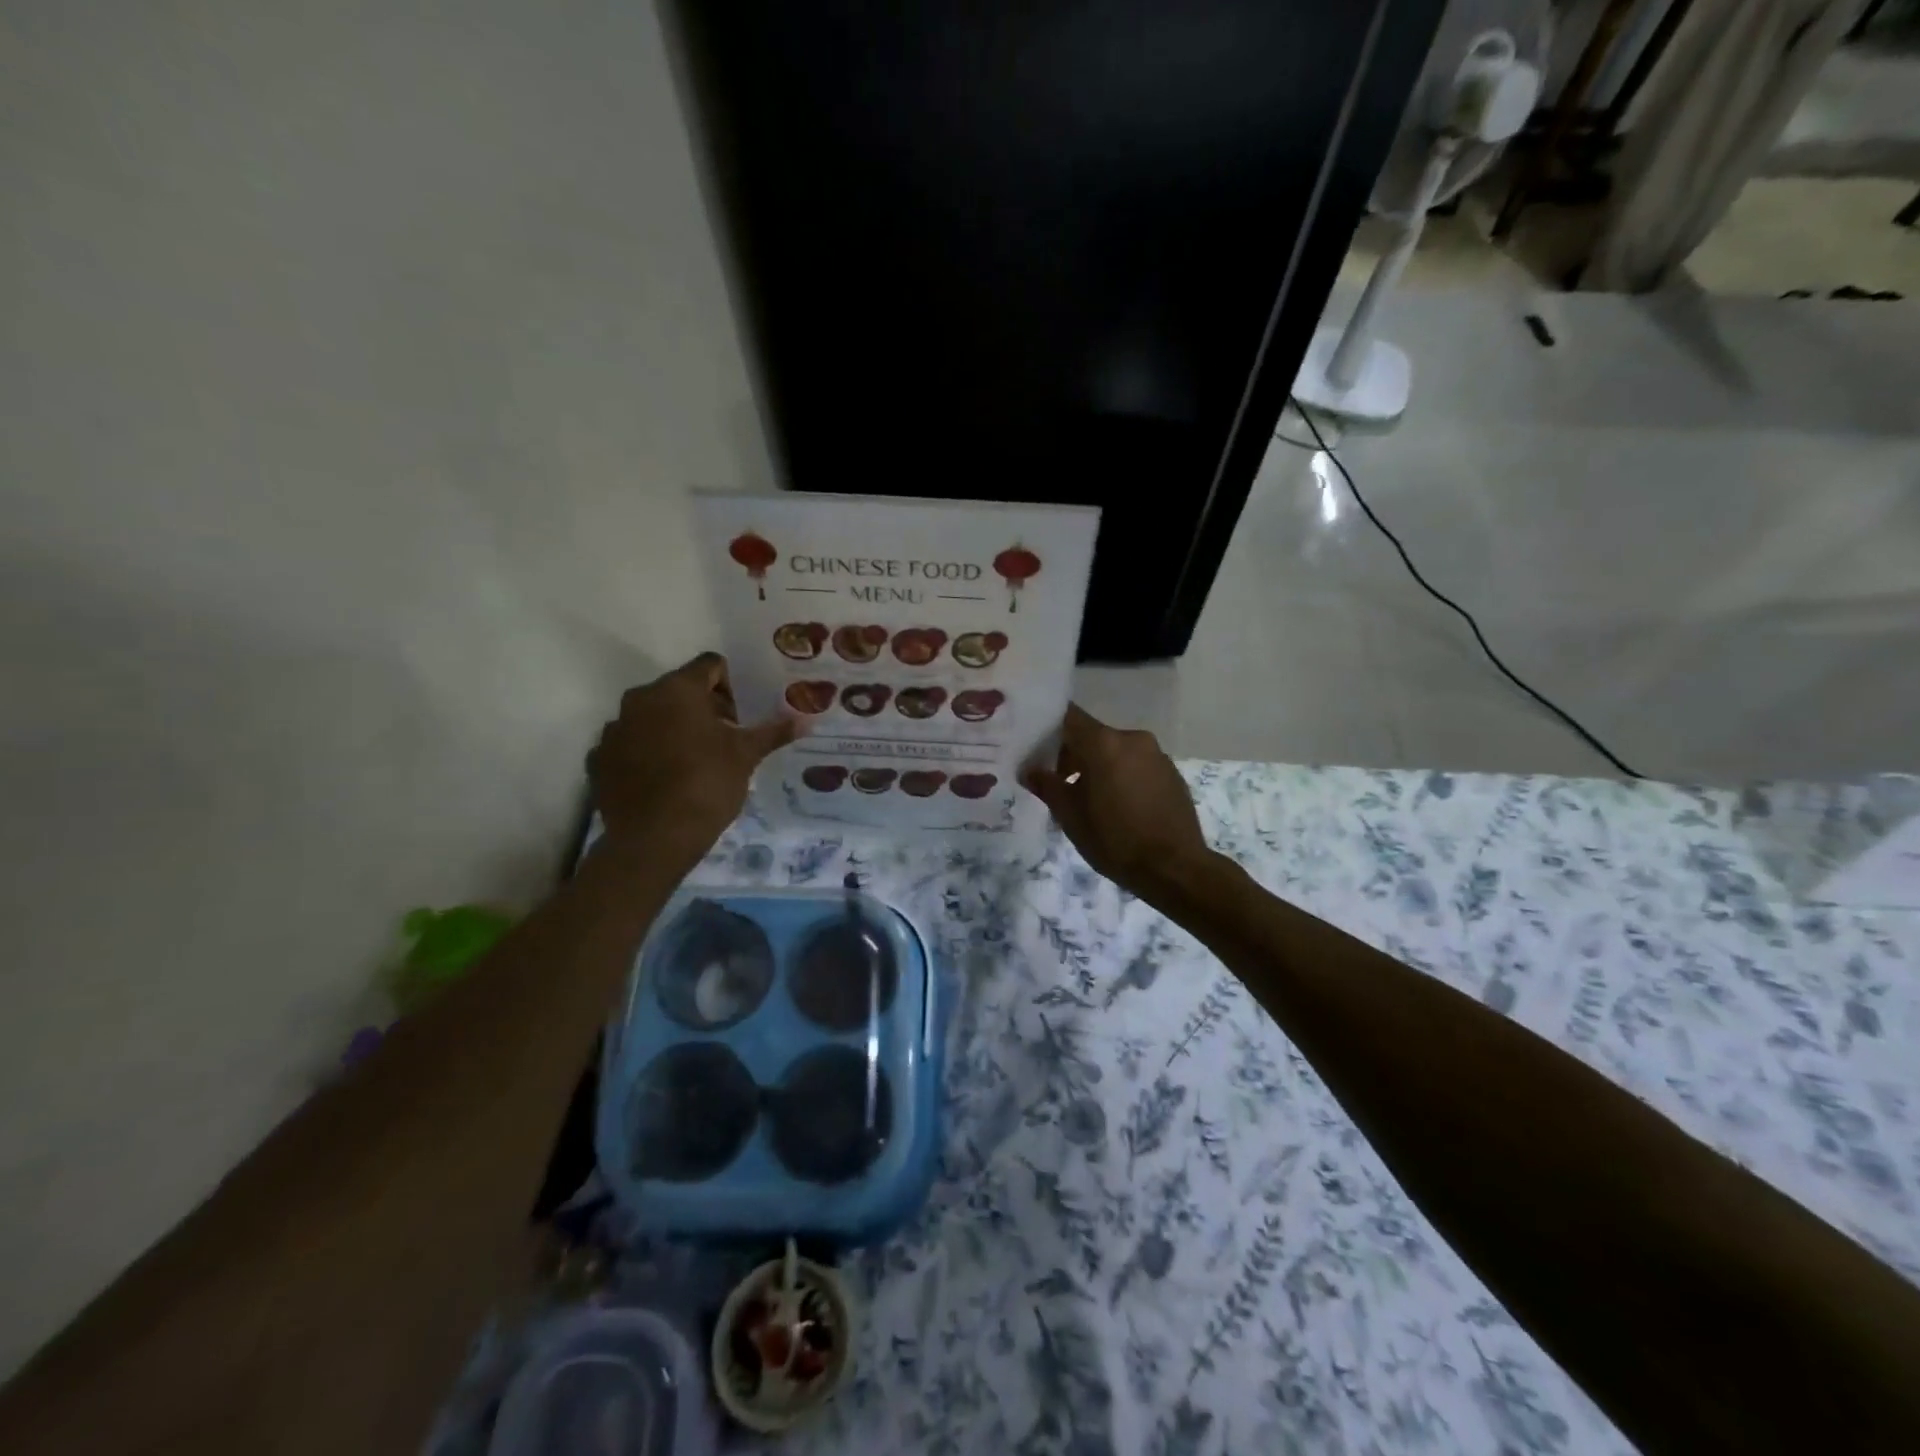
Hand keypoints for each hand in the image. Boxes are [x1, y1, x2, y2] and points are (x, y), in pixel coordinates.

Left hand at [589, 653, 796, 869]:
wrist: (653, 839)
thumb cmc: (707, 785)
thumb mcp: (746, 756)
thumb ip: (773, 732)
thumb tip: (806, 720)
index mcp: (678, 689)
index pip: (710, 665)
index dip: (730, 686)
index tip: (738, 718)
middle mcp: (640, 699)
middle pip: (678, 690)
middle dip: (702, 709)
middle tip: (723, 741)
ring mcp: (614, 729)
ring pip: (651, 717)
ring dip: (672, 730)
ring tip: (692, 763)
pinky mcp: (598, 759)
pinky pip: (629, 745)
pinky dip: (646, 754)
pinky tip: (663, 781)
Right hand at [1023, 704, 1215, 908]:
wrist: (1175, 869)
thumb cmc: (1115, 840)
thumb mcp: (1070, 816)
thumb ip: (1047, 786)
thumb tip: (1030, 771)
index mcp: (1104, 743)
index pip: (1069, 717)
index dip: (1050, 729)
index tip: (1037, 748)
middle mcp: (1133, 739)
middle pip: (1093, 735)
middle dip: (1073, 755)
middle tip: (1059, 784)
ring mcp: (1157, 755)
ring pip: (1116, 751)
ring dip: (1099, 767)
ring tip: (1090, 801)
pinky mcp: (1172, 773)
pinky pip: (1137, 765)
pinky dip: (1122, 776)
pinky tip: (1119, 807)